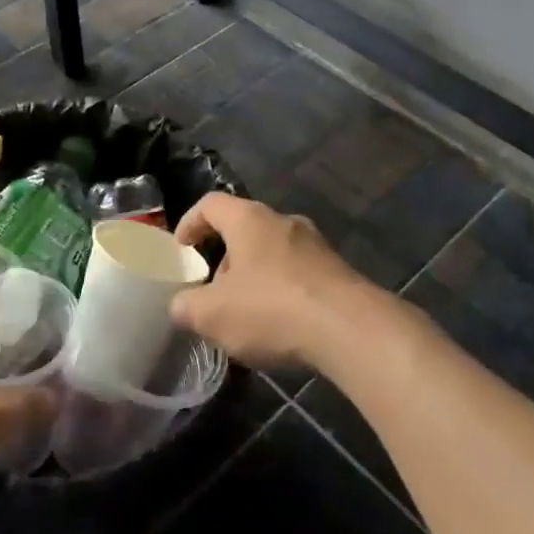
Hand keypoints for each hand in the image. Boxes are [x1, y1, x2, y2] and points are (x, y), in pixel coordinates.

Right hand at [171, 193, 386, 369]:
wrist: (351, 329)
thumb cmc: (272, 309)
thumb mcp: (212, 315)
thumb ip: (186, 307)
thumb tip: (181, 306)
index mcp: (249, 219)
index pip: (210, 204)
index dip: (190, 222)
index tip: (181, 250)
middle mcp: (284, 221)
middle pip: (243, 229)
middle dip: (224, 260)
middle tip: (214, 293)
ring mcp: (316, 245)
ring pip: (273, 253)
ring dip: (254, 278)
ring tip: (247, 316)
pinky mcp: (338, 271)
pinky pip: (299, 274)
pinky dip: (283, 292)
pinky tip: (282, 327)